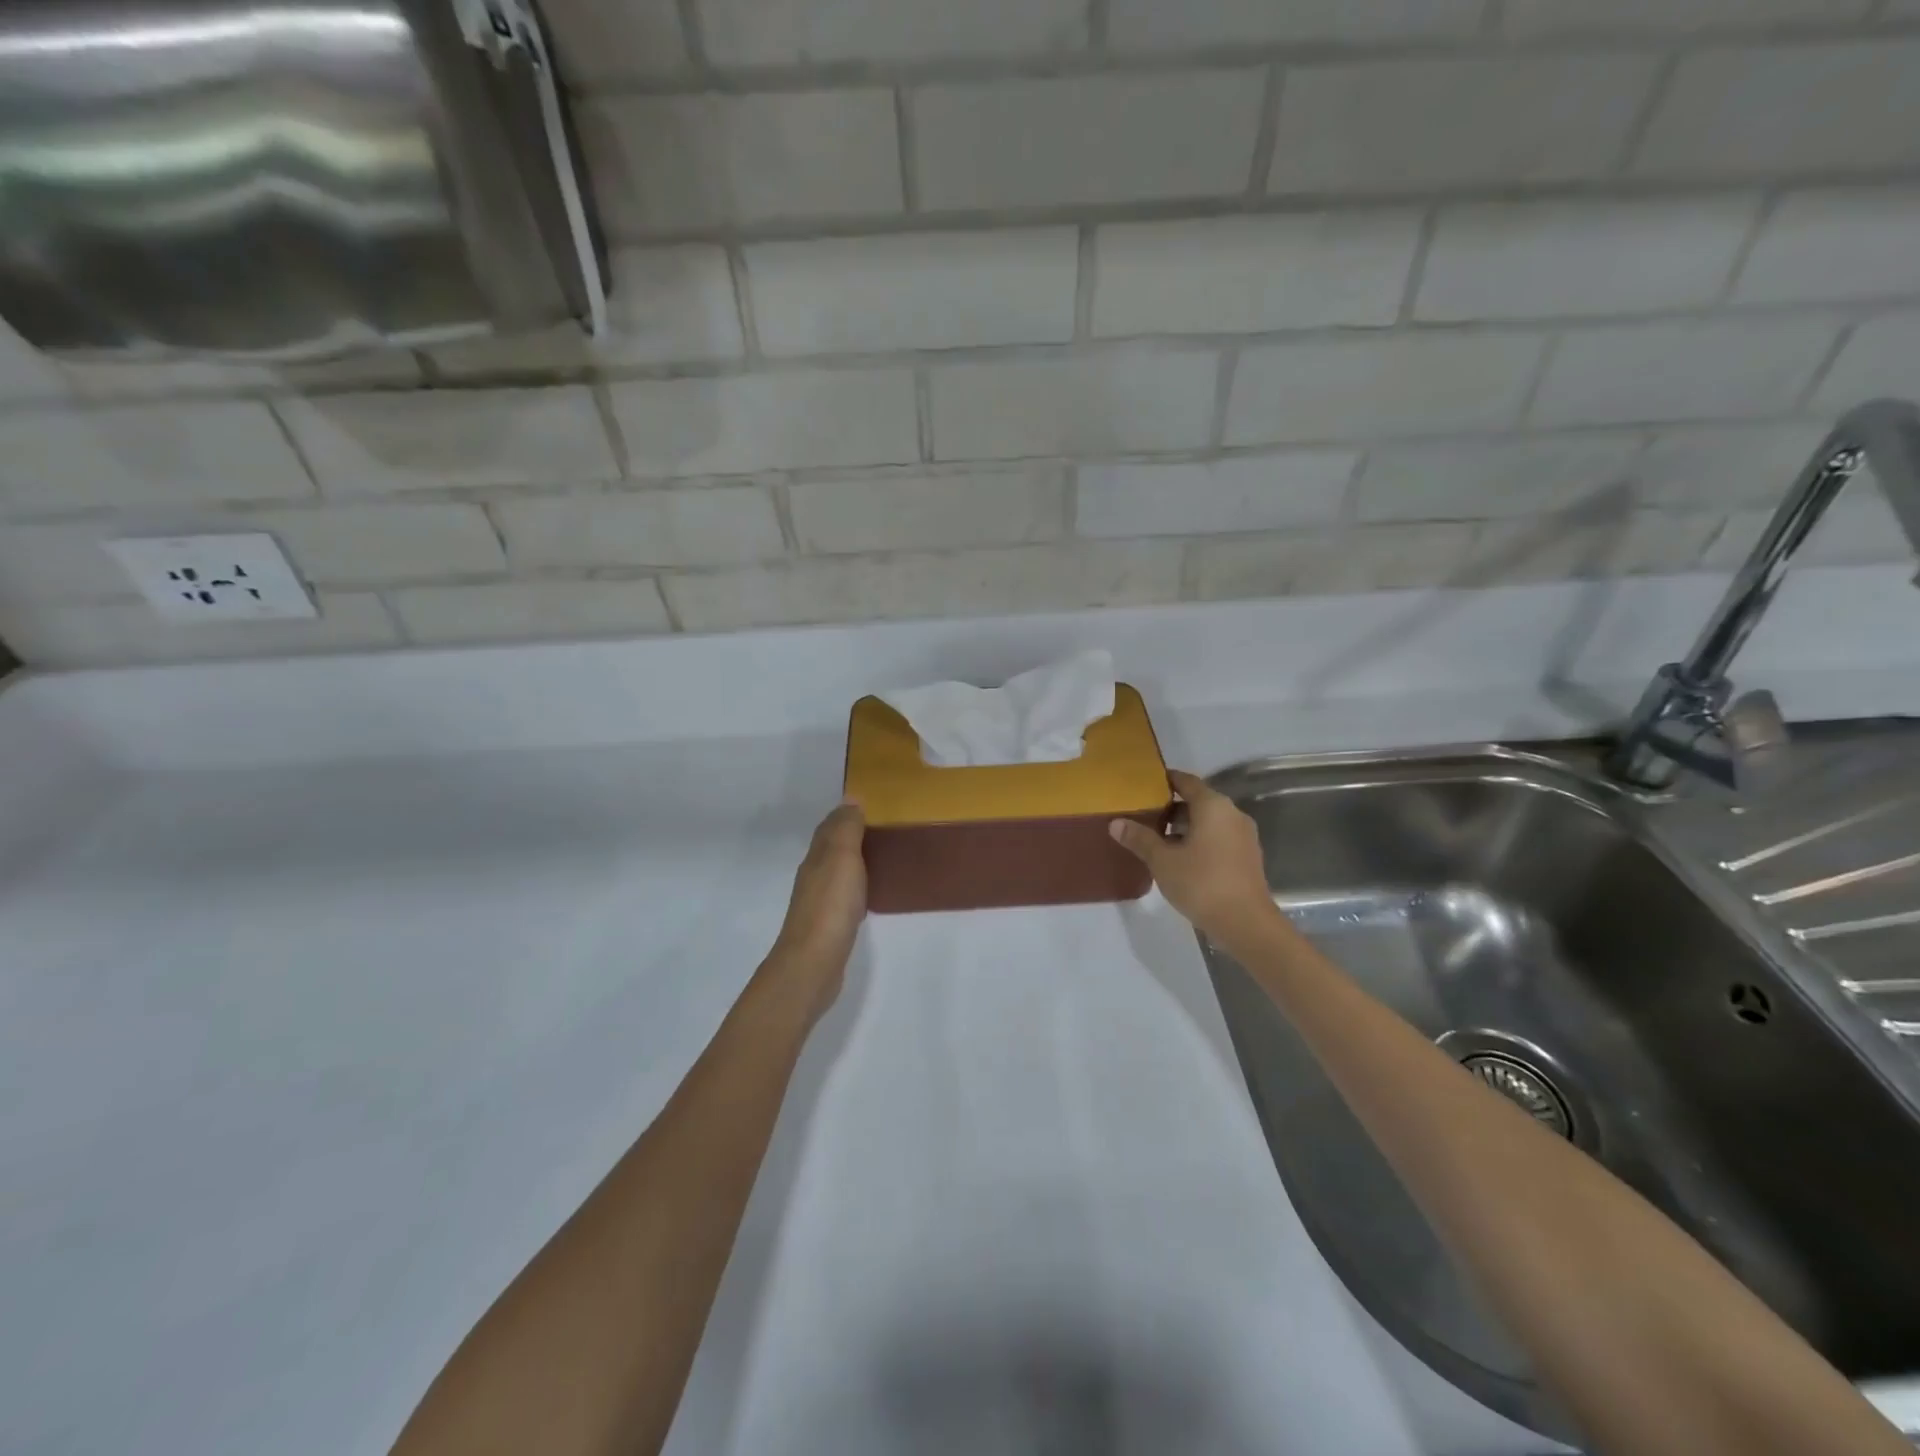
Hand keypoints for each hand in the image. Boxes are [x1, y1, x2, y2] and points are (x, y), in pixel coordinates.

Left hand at [765, 801, 867, 1021]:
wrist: (814, 962)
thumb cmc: (830, 905)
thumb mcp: (842, 857)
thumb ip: (846, 828)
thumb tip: (851, 798)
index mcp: (817, 857)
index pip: (829, 827)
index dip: (845, 815)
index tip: (870, 805)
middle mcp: (814, 875)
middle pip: (830, 848)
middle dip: (850, 836)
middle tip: (881, 828)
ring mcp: (819, 902)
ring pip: (836, 872)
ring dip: (852, 861)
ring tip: (880, 856)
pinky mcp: (829, 925)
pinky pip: (843, 896)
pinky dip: (855, 887)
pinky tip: (868, 893)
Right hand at [1111, 770, 1278, 947]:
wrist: (1246, 923)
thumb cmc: (1201, 883)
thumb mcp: (1162, 861)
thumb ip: (1139, 838)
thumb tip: (1115, 823)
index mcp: (1213, 806)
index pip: (1186, 781)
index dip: (1165, 780)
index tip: (1144, 785)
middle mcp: (1232, 814)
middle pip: (1197, 801)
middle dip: (1170, 808)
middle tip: (1143, 816)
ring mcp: (1243, 836)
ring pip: (1208, 822)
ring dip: (1184, 827)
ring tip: (1156, 840)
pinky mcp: (1247, 856)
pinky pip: (1218, 838)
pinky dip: (1199, 841)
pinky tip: (1179, 859)